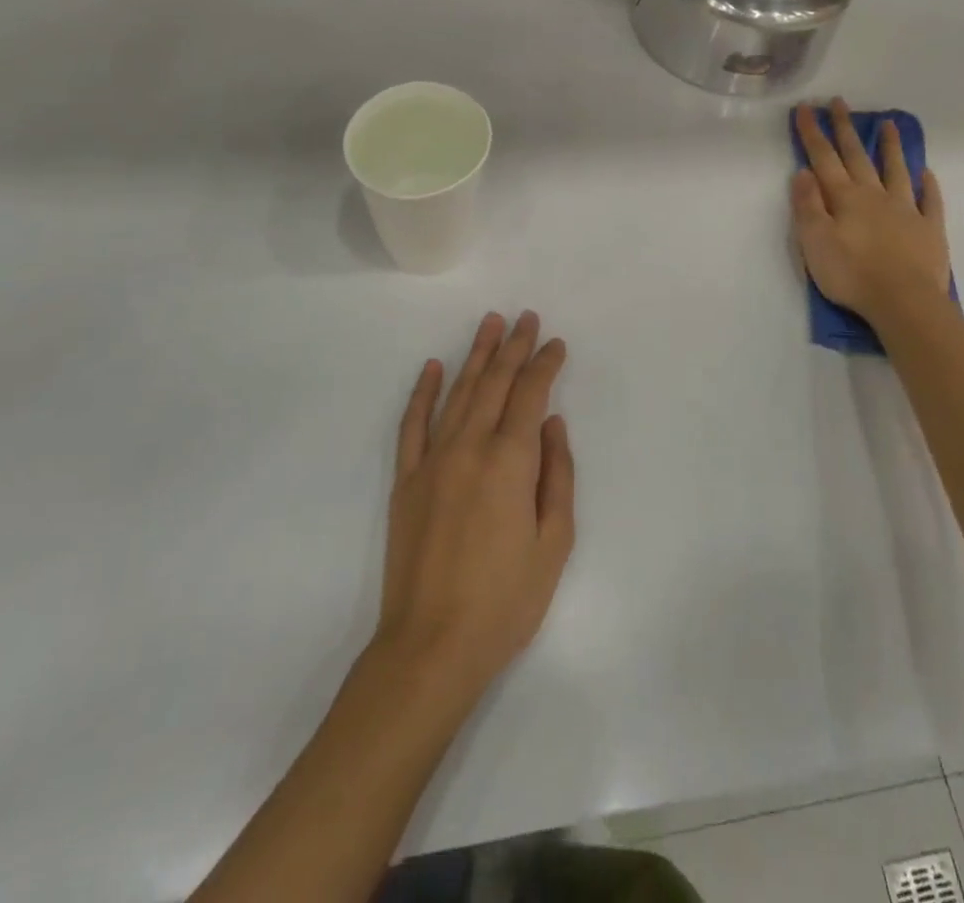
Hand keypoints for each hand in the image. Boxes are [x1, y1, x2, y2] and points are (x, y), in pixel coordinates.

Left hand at [376, 312, 574, 699]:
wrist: (431, 647)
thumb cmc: (505, 600)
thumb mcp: (555, 542)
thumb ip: (558, 474)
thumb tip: (553, 423)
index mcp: (510, 461)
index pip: (531, 394)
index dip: (545, 364)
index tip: (555, 343)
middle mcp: (470, 447)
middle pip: (495, 383)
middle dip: (513, 346)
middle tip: (525, 317)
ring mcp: (432, 461)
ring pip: (458, 393)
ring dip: (476, 355)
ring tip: (489, 324)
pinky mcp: (406, 481)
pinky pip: (413, 425)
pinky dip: (423, 392)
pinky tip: (433, 368)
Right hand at [792, 99, 952, 327]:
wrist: (904, 302)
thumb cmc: (852, 274)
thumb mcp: (815, 242)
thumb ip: (808, 205)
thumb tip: (803, 171)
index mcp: (845, 199)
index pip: (824, 159)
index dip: (813, 133)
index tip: (806, 108)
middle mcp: (875, 196)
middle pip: (857, 156)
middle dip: (845, 129)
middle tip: (840, 103)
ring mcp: (906, 210)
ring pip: (896, 170)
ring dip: (890, 146)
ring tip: (889, 124)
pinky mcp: (929, 230)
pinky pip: (929, 200)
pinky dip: (927, 185)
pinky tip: (926, 173)